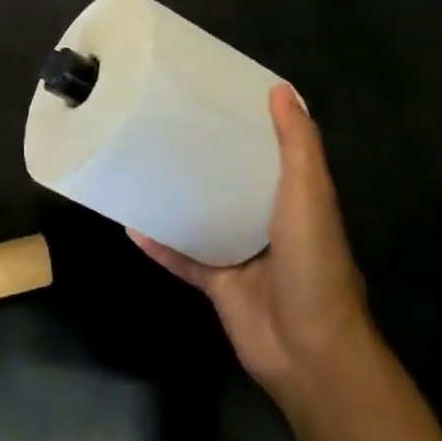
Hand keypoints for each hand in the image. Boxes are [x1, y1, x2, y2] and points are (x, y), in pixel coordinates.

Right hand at [130, 86, 371, 406]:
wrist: (309, 352)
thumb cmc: (313, 263)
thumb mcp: (310, 194)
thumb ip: (298, 144)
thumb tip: (281, 88)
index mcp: (294, 196)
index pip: (270, 149)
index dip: (247, 122)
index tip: (215, 94)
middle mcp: (267, 221)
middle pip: (232, 180)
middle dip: (204, 156)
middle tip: (166, 122)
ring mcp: (240, 254)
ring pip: (203, 217)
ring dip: (178, 196)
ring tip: (141, 163)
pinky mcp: (217, 284)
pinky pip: (182, 257)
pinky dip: (158, 243)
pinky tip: (129, 223)